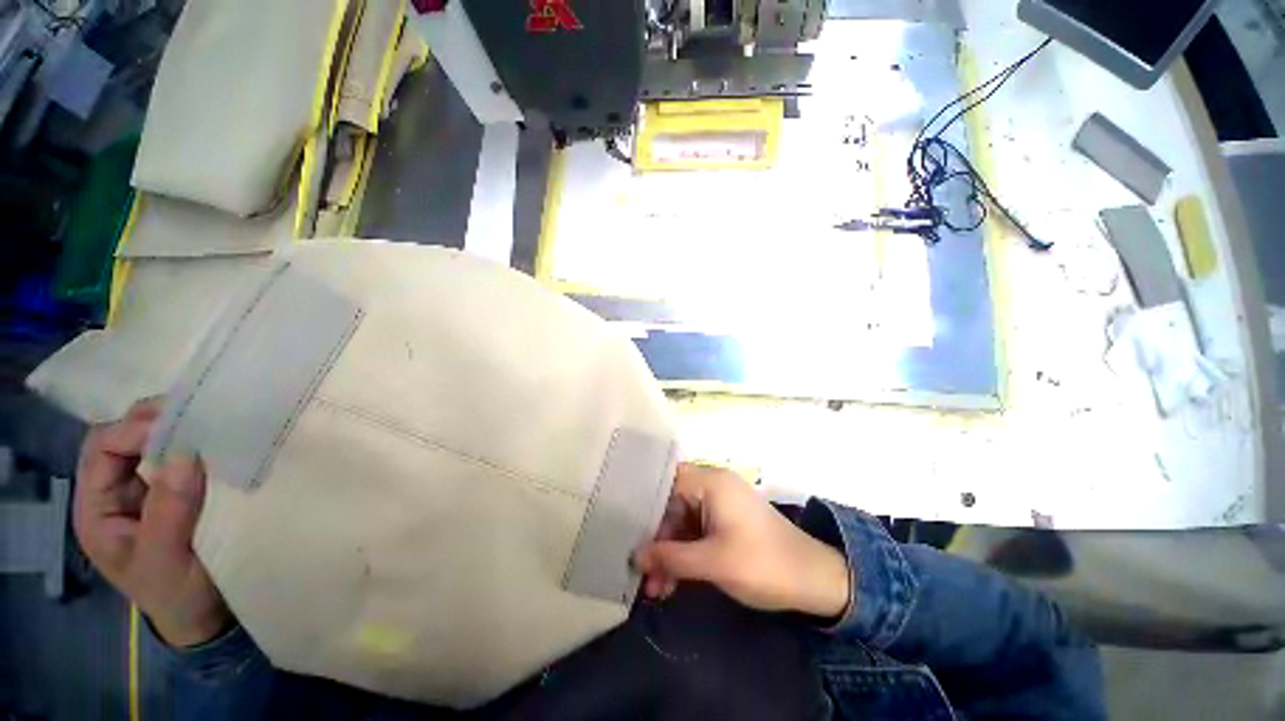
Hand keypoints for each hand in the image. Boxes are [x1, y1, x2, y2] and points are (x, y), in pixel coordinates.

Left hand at [73, 400, 230, 647]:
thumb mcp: (168, 560)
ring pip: (147, 444)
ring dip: (175, 429)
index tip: (181, 423)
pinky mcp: (172, 495)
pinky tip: (215, 443)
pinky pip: (175, 458)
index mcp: (97, 510)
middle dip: (154, 421)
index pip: (101, 450)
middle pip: (120, 439)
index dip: (134, 430)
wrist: (205, 617)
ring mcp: (143, 493)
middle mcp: (113, 494)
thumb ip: (169, 510)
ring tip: (210, 422)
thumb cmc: (178, 596)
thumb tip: (184, 452)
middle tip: (199, 412)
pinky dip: (192, 444)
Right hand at [633, 463, 850, 618]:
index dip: (645, 506)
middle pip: (672, 505)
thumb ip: (670, 557)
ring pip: (683, 522)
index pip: (666, 482)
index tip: (626, 531)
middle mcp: (713, 486)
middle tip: (642, 574)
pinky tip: (672, 582)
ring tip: (655, 588)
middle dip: (658, 541)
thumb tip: (635, 556)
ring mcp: (720, 504)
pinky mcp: (726, 522)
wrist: (814, 580)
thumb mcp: (712, 562)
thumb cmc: (761, 563)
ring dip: (669, 553)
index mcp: (711, 482)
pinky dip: (685, 554)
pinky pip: (697, 532)